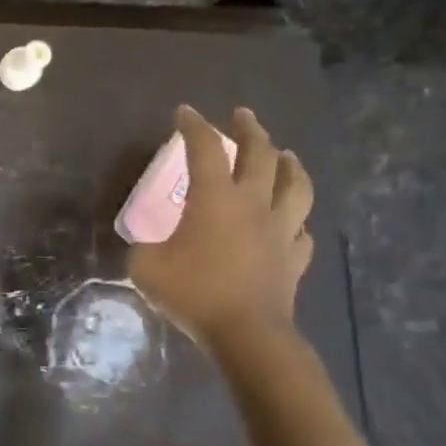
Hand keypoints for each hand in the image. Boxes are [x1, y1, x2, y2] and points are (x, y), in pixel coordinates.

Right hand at [127, 106, 313, 350]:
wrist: (246, 333)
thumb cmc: (192, 292)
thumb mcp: (145, 267)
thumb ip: (144, 247)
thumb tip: (148, 245)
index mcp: (214, 199)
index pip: (204, 149)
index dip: (193, 127)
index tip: (185, 112)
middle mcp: (252, 205)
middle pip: (260, 155)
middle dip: (250, 130)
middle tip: (242, 116)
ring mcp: (280, 231)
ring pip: (295, 186)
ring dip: (289, 165)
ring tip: (285, 155)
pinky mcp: (293, 259)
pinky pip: (301, 232)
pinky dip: (296, 222)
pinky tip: (292, 223)